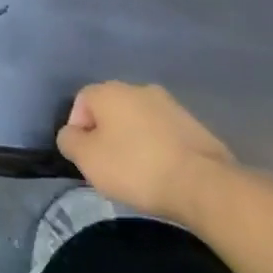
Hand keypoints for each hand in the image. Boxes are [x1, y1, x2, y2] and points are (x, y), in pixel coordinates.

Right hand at [55, 83, 235, 220]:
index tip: (86, 157)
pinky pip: (164, 134)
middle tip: (109, 164)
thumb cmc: (136, 167)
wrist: (204, 184)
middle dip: (106, 133)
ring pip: (140, 120)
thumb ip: (69, 141)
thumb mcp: (87, 159)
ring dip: (133, 139)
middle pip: (112, 108)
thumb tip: (72, 134)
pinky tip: (162, 172)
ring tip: (138, 171)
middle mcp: (139, 89)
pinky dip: (158, 148)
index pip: (82, 101)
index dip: (78, 129)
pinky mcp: (195, 126)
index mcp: (110, 91)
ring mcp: (171, 105)